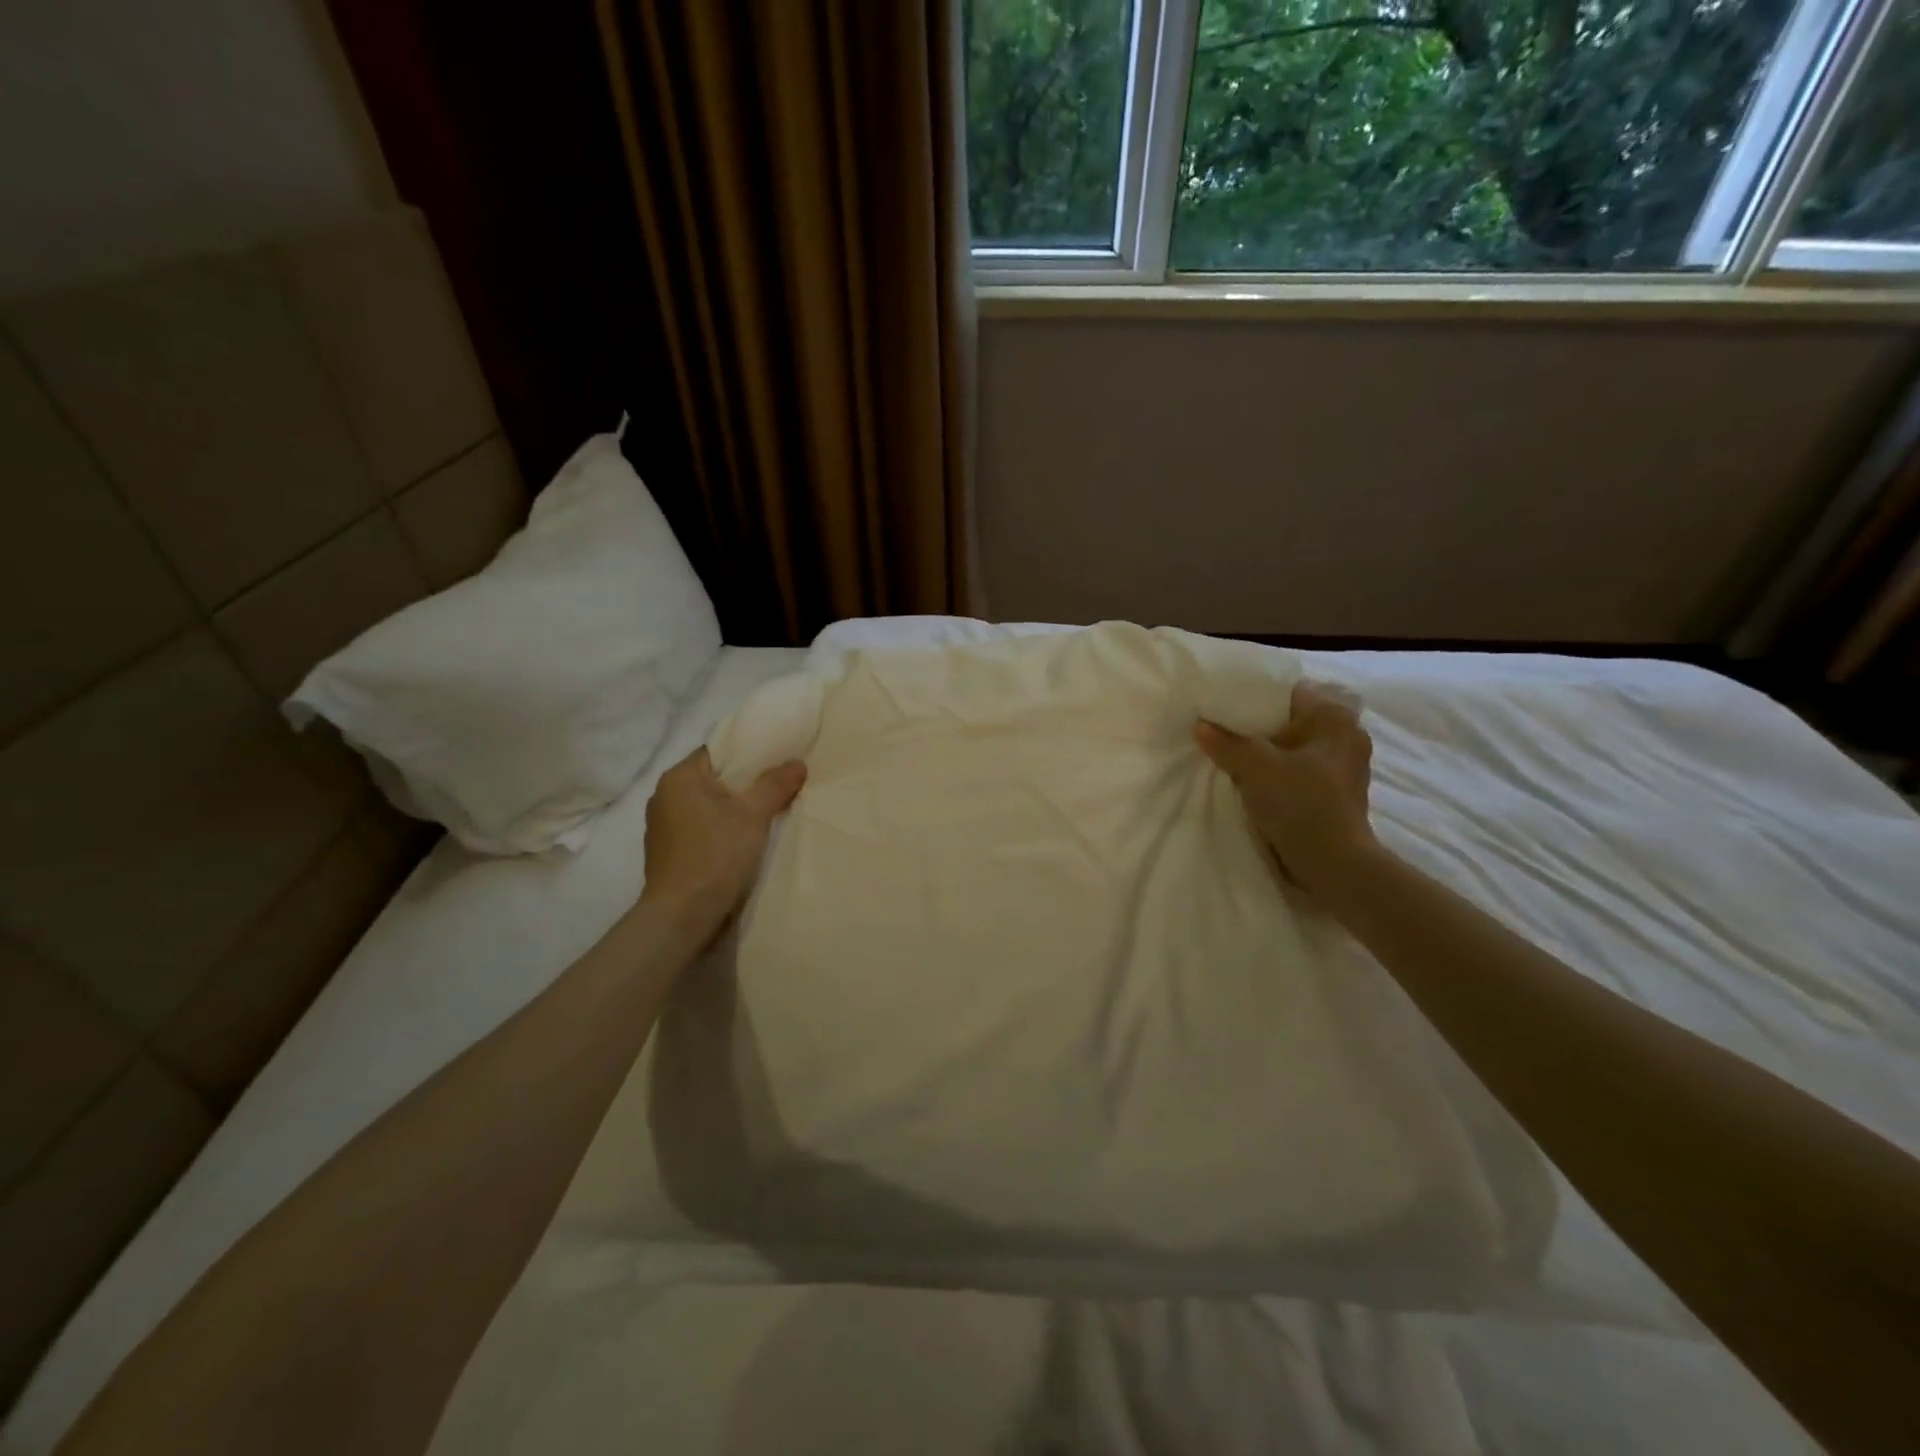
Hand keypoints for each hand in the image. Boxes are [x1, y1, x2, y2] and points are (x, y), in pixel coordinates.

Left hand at [639, 747, 806, 943]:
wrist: (683, 916)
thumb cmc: (716, 855)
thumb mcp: (753, 815)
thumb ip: (775, 784)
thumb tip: (796, 763)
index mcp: (678, 778)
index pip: (718, 751)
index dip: (749, 753)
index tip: (778, 761)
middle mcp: (664, 796)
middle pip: (714, 778)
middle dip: (746, 783)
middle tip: (780, 787)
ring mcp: (663, 826)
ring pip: (708, 805)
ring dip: (734, 809)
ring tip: (766, 815)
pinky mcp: (668, 852)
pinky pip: (701, 828)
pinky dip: (721, 829)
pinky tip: (743, 842)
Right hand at [1195, 681, 1381, 902]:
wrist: (1332, 864)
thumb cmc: (1299, 803)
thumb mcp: (1254, 766)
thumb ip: (1225, 742)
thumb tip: (1200, 725)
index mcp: (1334, 719)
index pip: (1288, 693)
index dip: (1254, 698)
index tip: (1224, 707)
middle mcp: (1346, 737)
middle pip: (1289, 722)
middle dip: (1257, 729)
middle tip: (1221, 732)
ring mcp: (1343, 769)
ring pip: (1293, 750)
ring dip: (1266, 755)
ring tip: (1231, 758)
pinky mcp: (1335, 795)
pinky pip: (1298, 773)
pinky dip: (1277, 776)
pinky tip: (1251, 783)